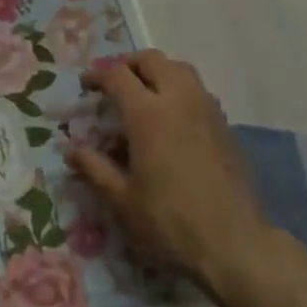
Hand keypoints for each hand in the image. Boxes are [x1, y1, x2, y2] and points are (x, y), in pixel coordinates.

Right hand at [69, 50, 272, 295]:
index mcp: (147, 113)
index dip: (98, 75)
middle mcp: (178, 100)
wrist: (235, 245)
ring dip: (158, 72)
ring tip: (145, 95)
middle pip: (152, 60)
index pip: (117, 75)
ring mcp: (206, 110)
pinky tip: (173, 119)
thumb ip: (95, 169)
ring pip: (180, 69)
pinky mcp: (225, 126)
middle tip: (115, 84)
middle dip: (129, 65)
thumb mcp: (122, 200)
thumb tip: (71, 151)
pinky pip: (198, 91)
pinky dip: (180, 90)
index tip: (87, 85)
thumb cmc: (170, 222)